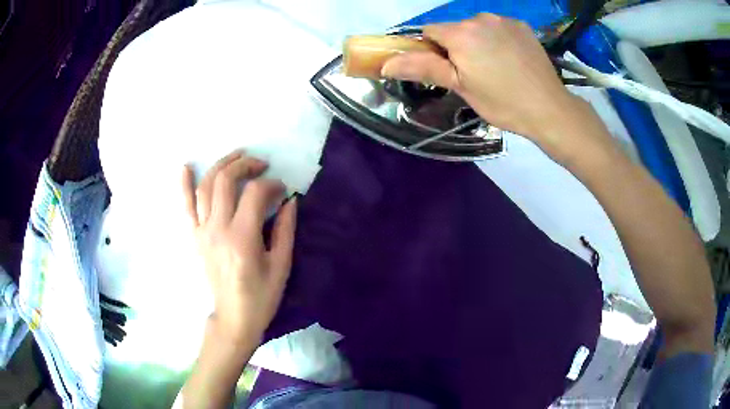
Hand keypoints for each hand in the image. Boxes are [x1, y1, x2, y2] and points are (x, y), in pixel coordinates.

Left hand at [181, 151, 296, 344]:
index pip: (255, 194)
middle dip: (245, 165)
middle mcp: (218, 229)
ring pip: (206, 187)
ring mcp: (203, 232)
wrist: (233, 317)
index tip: (282, 189)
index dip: (272, 185)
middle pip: (226, 181)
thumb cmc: (261, 296)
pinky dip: (183, 185)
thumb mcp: (281, 265)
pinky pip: (186, 207)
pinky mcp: (195, 237)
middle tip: (261, 165)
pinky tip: (185, 167)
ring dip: (221, 166)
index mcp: (243, 238)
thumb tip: (290, 200)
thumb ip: (286, 229)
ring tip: (237, 157)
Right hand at [381, 14, 603, 161]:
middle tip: (474, 74)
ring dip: (478, 42)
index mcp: (461, 33)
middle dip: (457, 46)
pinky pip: (498, 28)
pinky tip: (511, 59)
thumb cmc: (502, 102)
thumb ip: (423, 68)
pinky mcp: (522, 26)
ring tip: (496, 68)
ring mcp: (504, 20)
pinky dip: (498, 39)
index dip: (432, 50)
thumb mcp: (460, 87)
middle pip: (454, 29)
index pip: (429, 31)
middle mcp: (480, 18)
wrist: (549, 109)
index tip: (447, 70)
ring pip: (477, 28)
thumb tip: (386, 63)